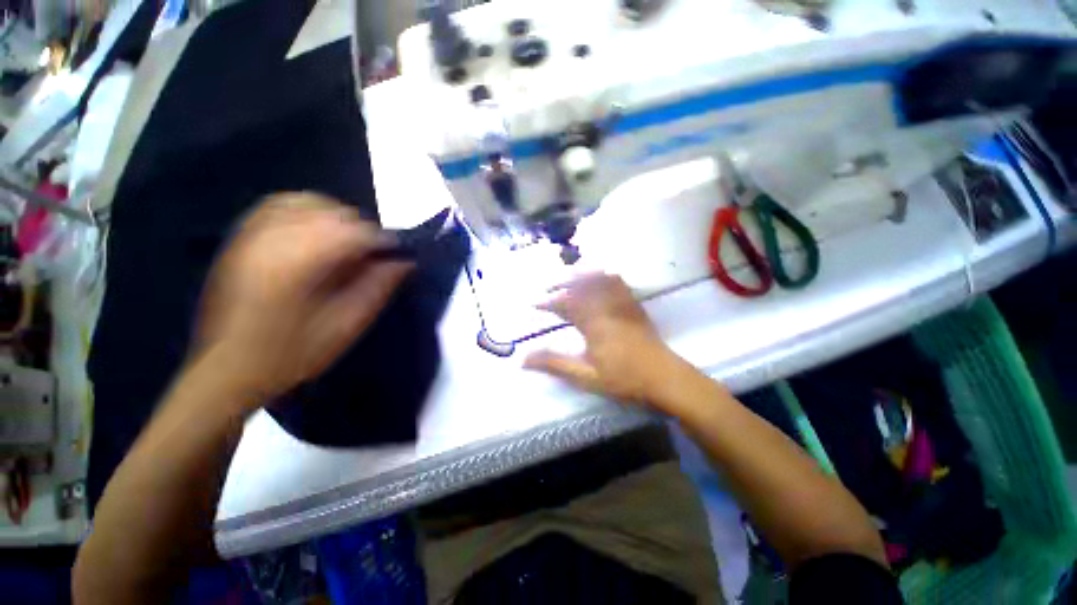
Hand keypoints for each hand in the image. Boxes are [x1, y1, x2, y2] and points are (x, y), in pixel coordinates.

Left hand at [195, 193, 410, 403]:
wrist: (226, 368)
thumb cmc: (291, 354)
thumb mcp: (345, 327)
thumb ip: (377, 288)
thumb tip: (404, 261)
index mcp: (298, 264)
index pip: (353, 233)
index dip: (382, 240)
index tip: (398, 254)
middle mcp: (272, 239)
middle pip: (331, 213)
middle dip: (360, 230)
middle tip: (371, 256)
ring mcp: (251, 235)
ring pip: (306, 202)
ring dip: (336, 218)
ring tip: (347, 243)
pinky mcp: (241, 238)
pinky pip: (278, 205)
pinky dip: (306, 211)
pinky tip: (316, 232)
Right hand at [524, 273, 684, 406]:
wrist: (665, 378)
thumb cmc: (623, 378)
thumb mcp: (585, 375)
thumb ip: (554, 364)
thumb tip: (523, 360)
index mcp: (592, 322)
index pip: (564, 304)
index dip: (547, 302)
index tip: (533, 304)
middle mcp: (606, 306)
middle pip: (580, 286)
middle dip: (560, 284)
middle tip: (546, 288)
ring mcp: (622, 303)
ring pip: (598, 279)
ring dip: (580, 275)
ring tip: (567, 277)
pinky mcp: (634, 305)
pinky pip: (618, 282)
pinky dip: (604, 275)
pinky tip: (599, 277)